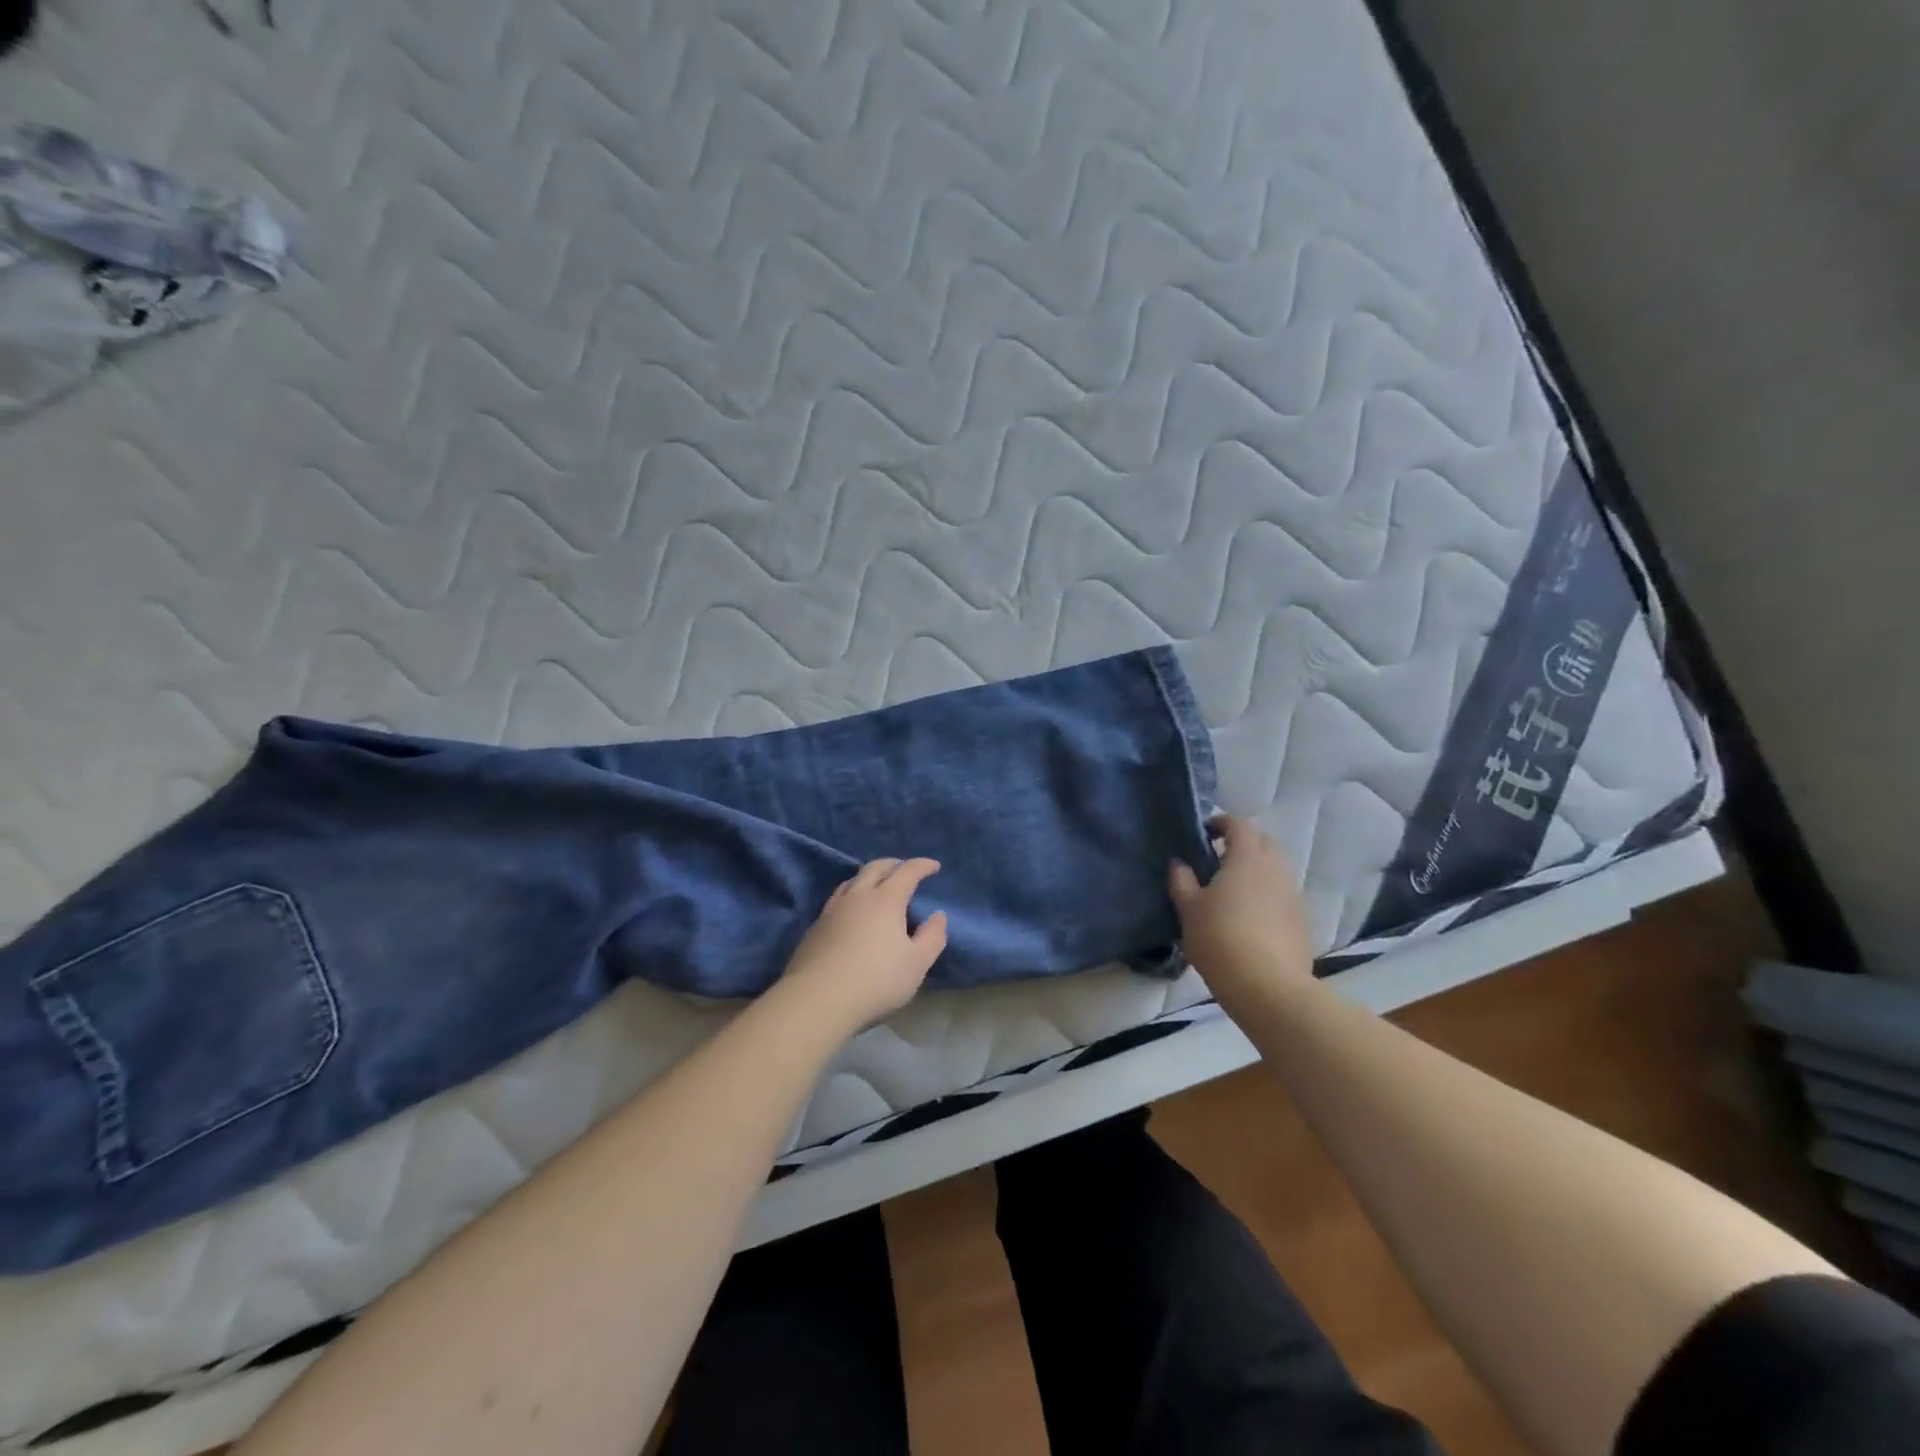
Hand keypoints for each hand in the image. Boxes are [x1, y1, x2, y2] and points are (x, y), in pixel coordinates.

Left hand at [778, 858, 948, 1034]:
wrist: (817, 1000)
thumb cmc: (876, 981)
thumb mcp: (917, 964)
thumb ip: (932, 937)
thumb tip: (938, 915)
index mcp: (886, 900)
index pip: (907, 872)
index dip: (922, 866)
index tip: (934, 866)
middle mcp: (858, 896)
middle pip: (875, 868)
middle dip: (894, 864)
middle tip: (904, 869)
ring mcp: (832, 910)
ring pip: (852, 881)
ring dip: (868, 877)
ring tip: (876, 886)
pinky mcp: (815, 927)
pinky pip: (837, 900)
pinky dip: (851, 896)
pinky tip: (852, 912)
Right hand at [1169, 815, 1315, 1004]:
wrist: (1267, 986)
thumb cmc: (1220, 938)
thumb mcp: (1189, 909)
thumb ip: (1182, 881)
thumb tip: (1179, 864)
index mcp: (1247, 858)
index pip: (1239, 825)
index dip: (1222, 823)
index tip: (1206, 831)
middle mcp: (1276, 869)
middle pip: (1263, 843)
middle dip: (1244, 843)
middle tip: (1219, 859)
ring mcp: (1293, 895)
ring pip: (1276, 869)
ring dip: (1258, 870)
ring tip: (1234, 890)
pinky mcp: (1302, 921)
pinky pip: (1283, 894)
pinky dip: (1268, 894)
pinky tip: (1252, 916)